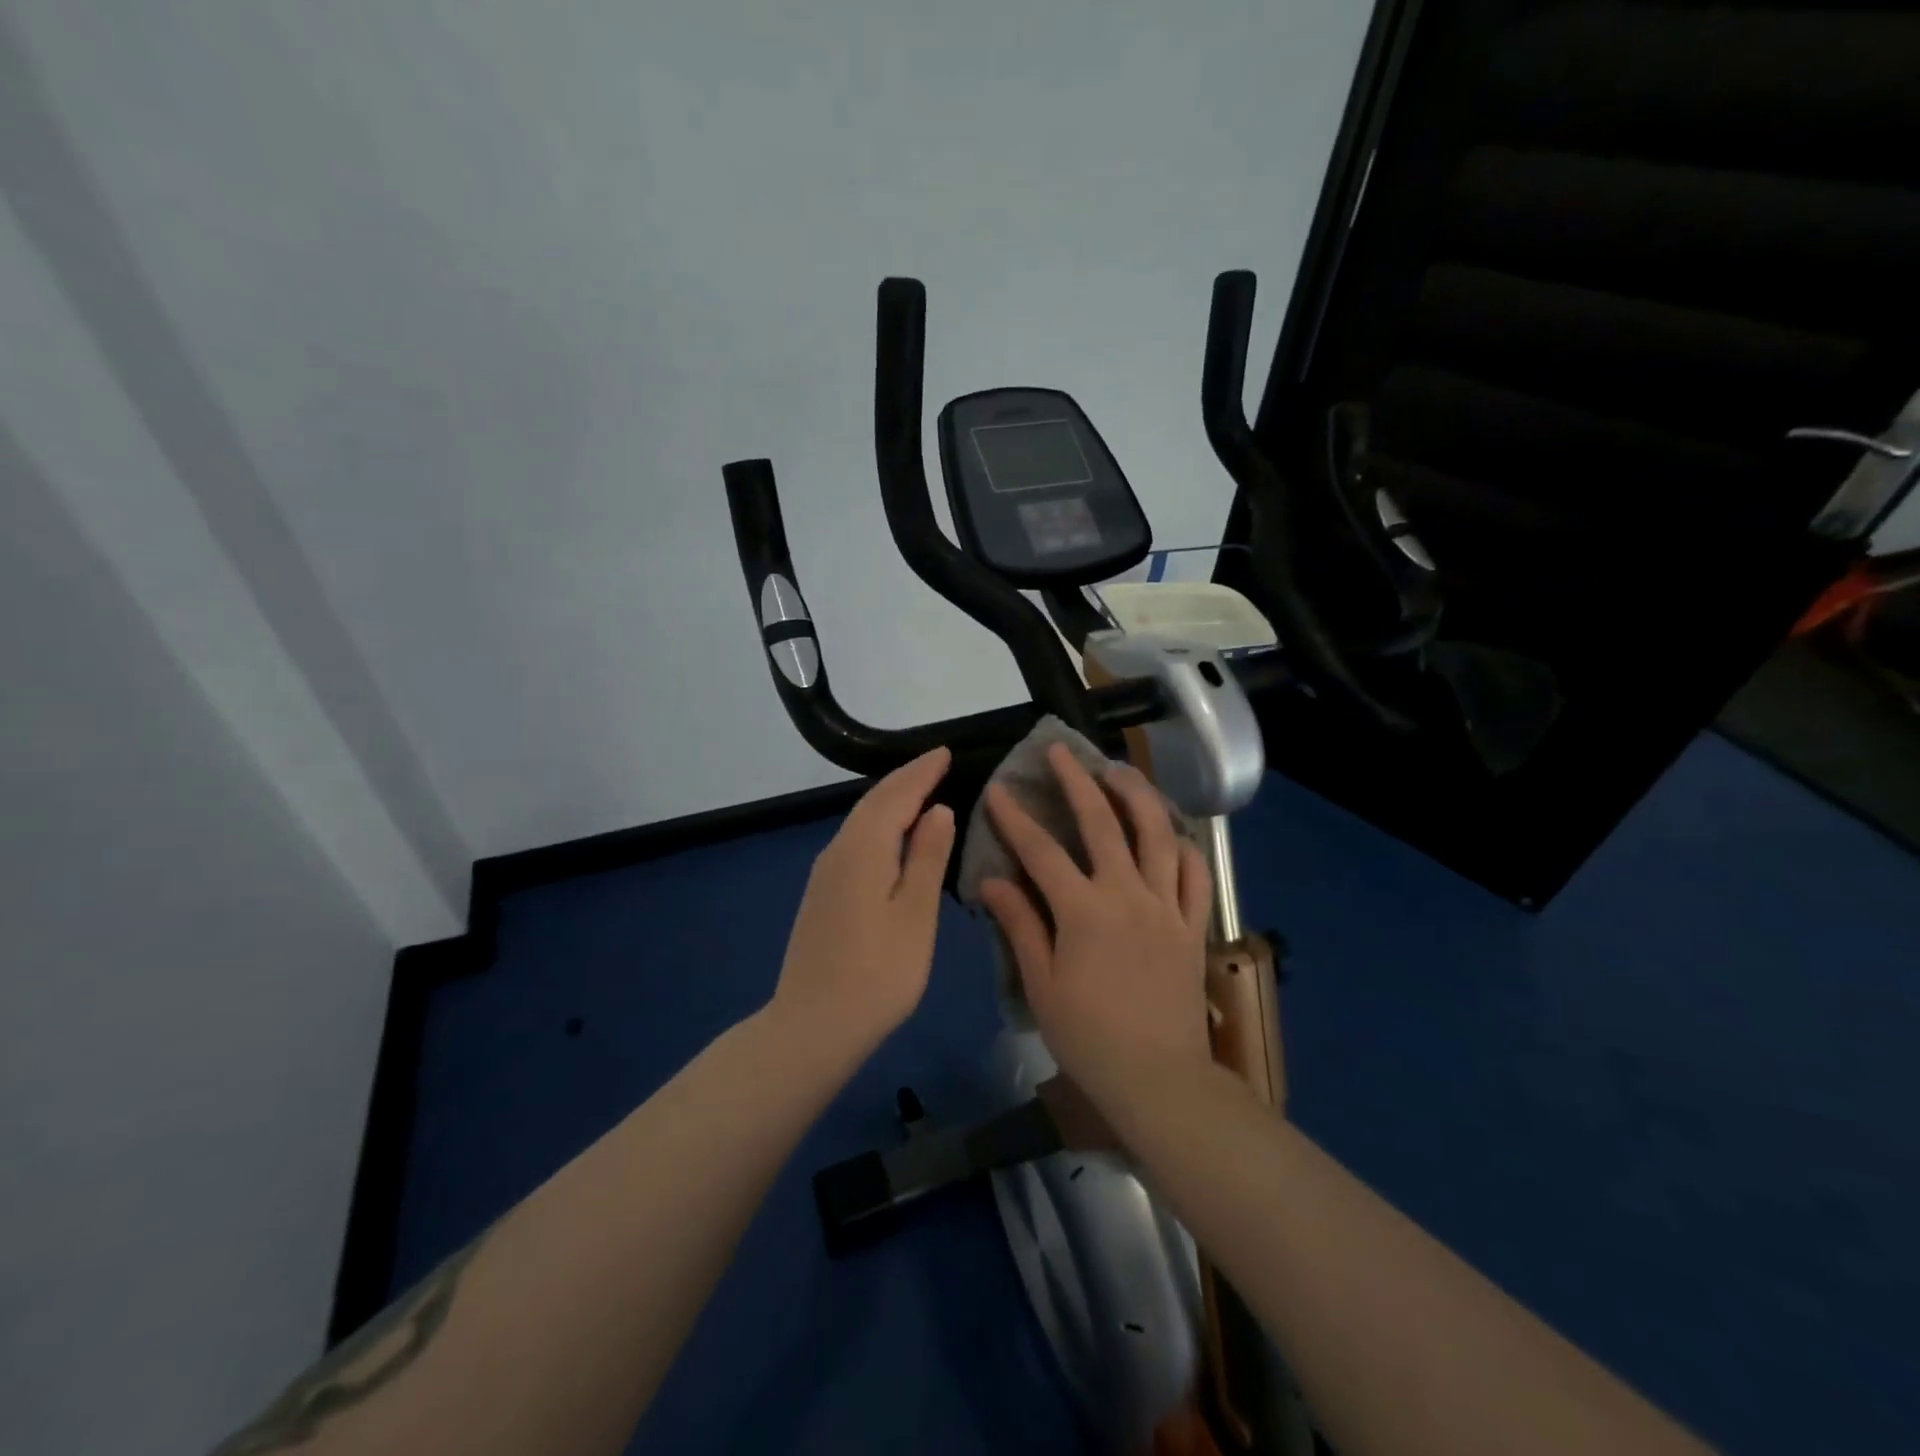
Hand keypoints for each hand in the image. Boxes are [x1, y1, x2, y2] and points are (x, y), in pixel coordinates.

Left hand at [769, 747, 954, 1057]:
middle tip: (935, 764)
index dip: (922, 772)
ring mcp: (825, 872)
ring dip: (890, 800)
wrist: (813, 1025)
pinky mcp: (822, 893)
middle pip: (874, 802)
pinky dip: (878, 824)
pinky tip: (891, 836)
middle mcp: (839, 850)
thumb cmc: (878, 972)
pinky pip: (855, 840)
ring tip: (920, 791)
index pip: (897, 795)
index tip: (945, 752)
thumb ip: (927, 857)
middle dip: (905, 779)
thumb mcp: (915, 913)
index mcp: (864, 848)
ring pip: (861, 820)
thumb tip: (938, 810)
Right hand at [978, 744, 1213, 1117]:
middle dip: (1076, 782)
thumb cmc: (1089, 1037)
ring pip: (1157, 834)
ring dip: (1137, 795)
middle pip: (1102, 824)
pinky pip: (1195, 874)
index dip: (1015, 818)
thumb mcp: (1041, 984)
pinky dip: (1184, 846)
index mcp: (1083, 912)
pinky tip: (1171, 832)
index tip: (998, 790)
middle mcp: (1127, 895)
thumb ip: (1019, 925)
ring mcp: (1166, 906)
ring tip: (1119, 771)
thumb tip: (991, 881)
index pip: (1041, 851)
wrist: (1158, 1079)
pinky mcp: (1192, 924)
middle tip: (1060, 752)